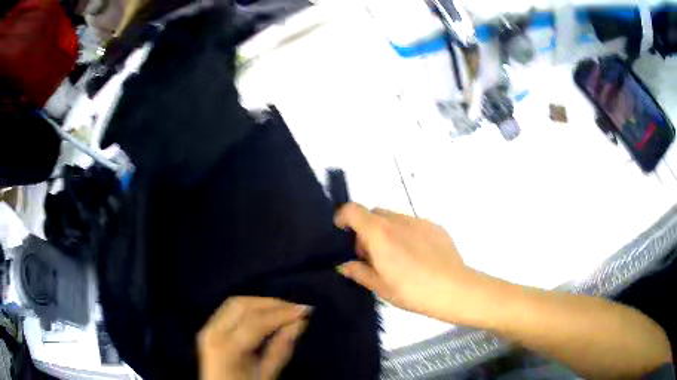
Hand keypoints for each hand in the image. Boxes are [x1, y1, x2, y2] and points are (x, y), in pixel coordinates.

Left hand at [197, 297, 310, 379]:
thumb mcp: (265, 376)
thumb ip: (280, 350)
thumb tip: (299, 323)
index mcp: (226, 348)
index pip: (255, 322)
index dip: (281, 313)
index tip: (305, 310)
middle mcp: (212, 332)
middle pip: (242, 305)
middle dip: (272, 304)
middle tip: (297, 309)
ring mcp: (208, 328)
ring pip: (235, 303)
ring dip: (261, 303)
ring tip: (285, 310)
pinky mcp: (210, 328)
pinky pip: (230, 310)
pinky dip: (250, 307)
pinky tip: (266, 313)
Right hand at [334, 203, 473, 320]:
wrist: (455, 289)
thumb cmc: (413, 291)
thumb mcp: (381, 287)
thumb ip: (359, 272)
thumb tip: (345, 265)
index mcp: (380, 234)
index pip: (353, 210)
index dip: (343, 216)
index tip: (342, 232)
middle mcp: (398, 221)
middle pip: (373, 213)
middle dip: (366, 229)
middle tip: (371, 255)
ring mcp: (419, 221)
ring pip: (393, 218)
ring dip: (386, 231)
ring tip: (396, 257)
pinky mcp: (435, 226)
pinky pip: (412, 224)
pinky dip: (406, 233)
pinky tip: (417, 256)